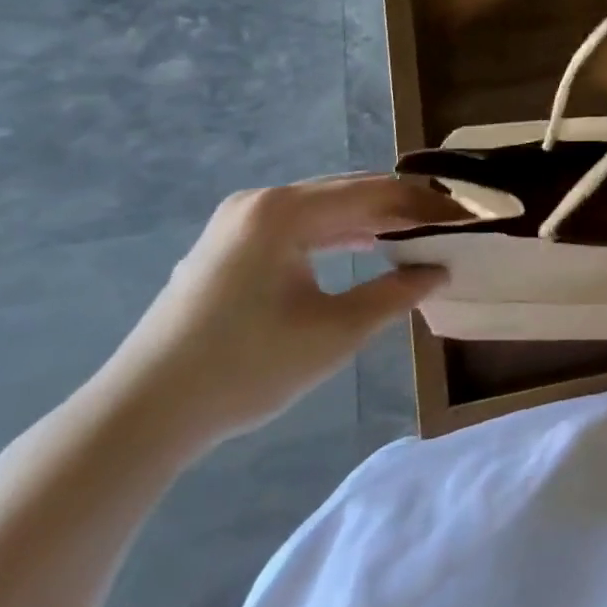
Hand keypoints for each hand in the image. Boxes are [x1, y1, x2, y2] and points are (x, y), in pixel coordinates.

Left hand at [94, 174, 465, 453]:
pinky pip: (300, 224)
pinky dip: (339, 233)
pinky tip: (366, 246)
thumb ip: (394, 294)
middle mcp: (262, 201)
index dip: (426, 205)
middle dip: (403, 207)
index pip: (376, 193)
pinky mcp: (229, 244)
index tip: (465, 220)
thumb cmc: (245, 369)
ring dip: (373, 219)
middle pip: (351, 191)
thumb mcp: (335, 332)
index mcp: (285, 210)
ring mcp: (240, 220)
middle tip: (447, 227)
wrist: (141, 415)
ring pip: (326, 207)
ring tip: (417, 235)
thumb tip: (439, 271)